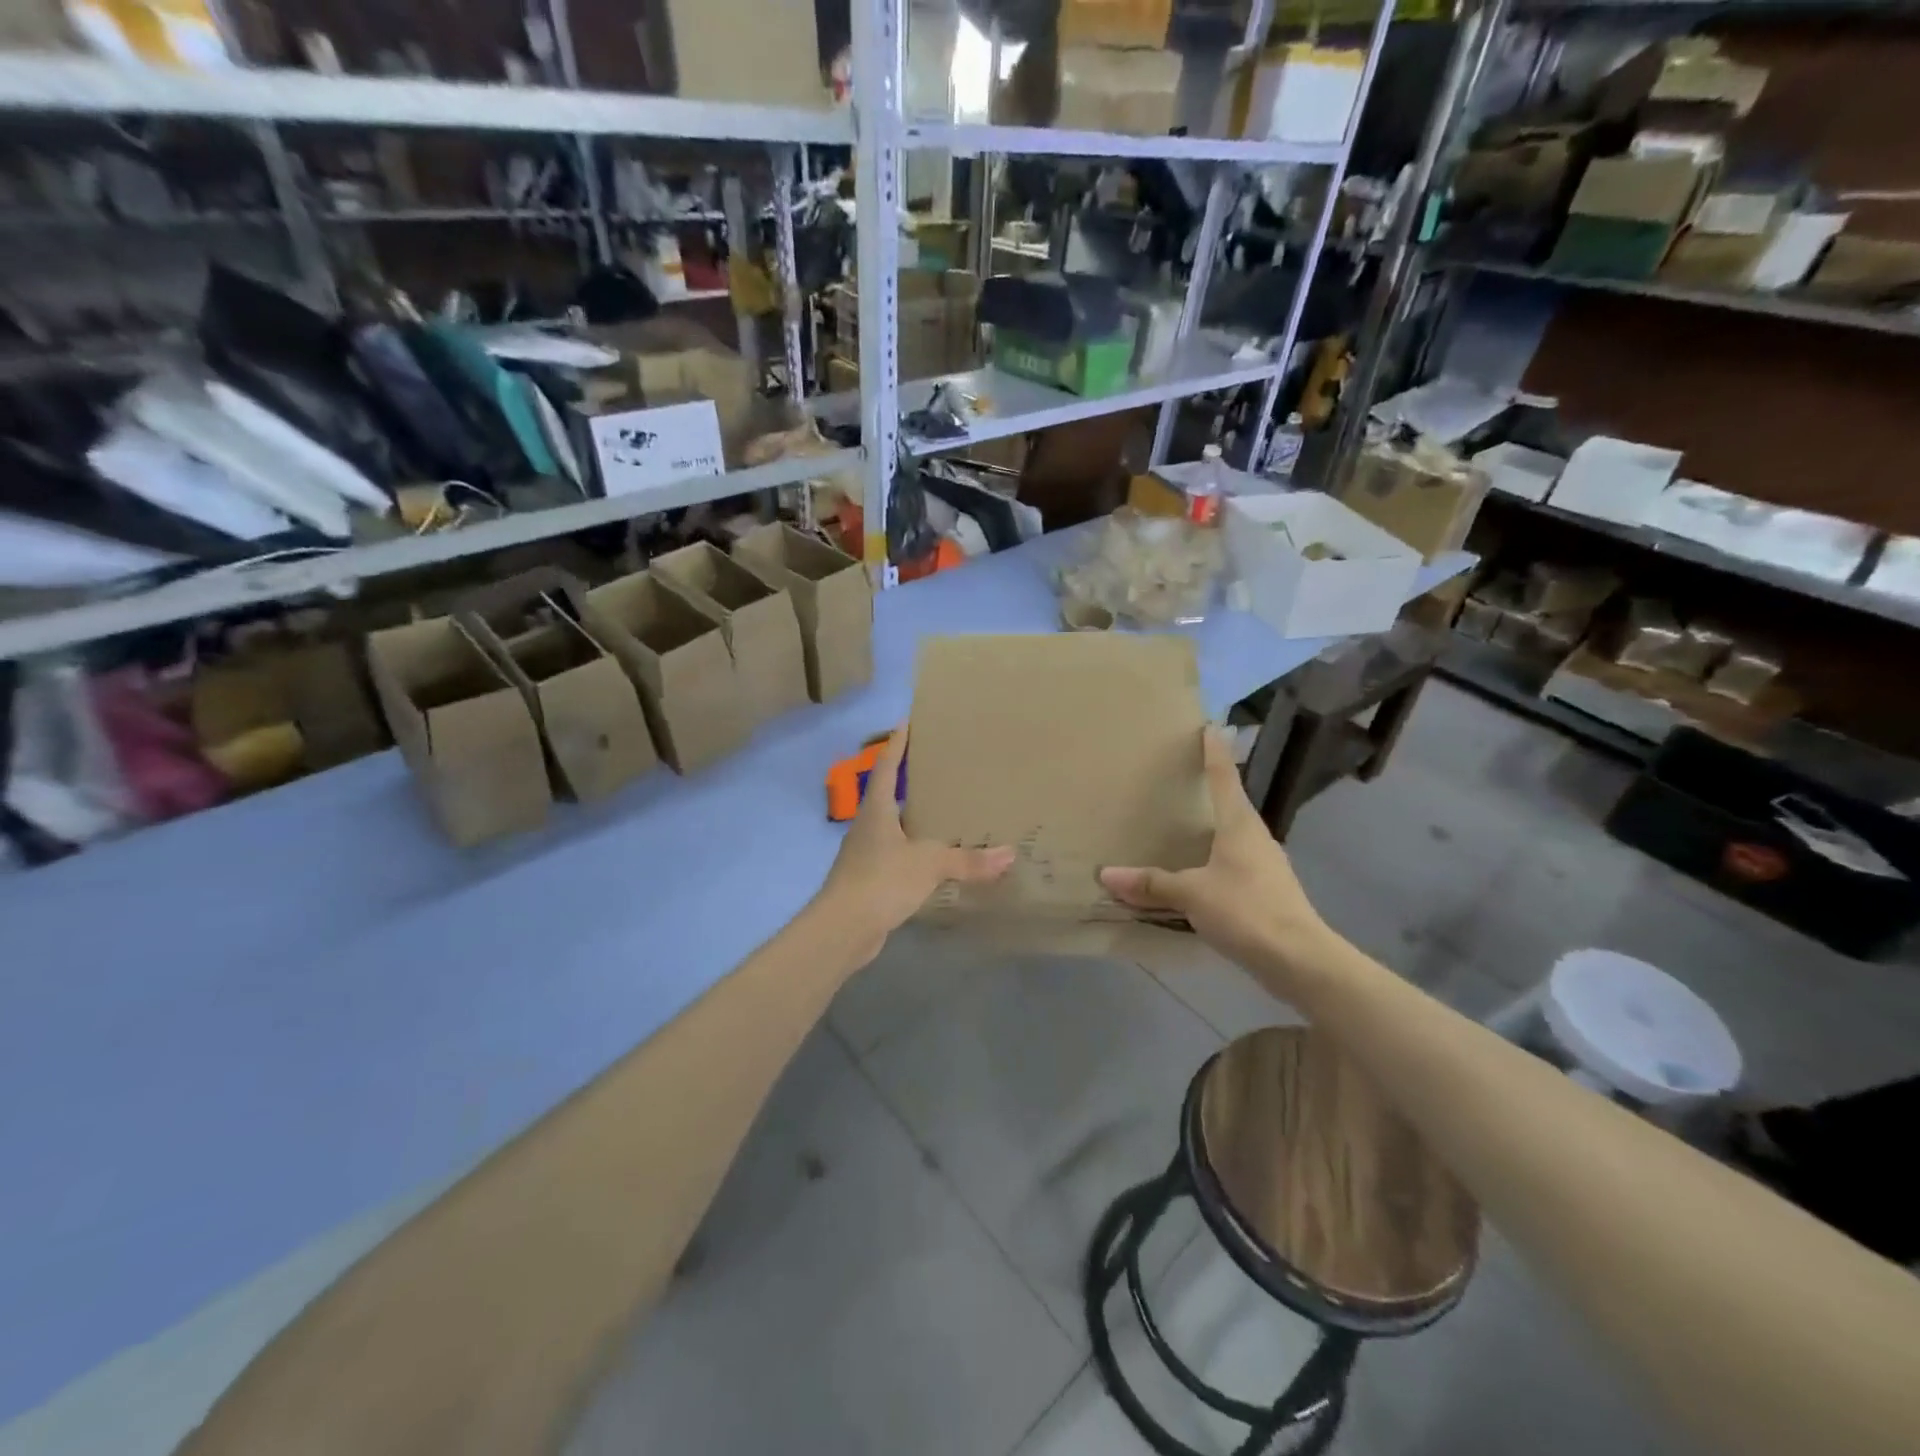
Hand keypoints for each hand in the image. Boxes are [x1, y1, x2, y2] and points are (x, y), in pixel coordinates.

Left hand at [816, 726, 1015, 966]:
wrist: (843, 928)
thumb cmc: (881, 880)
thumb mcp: (929, 864)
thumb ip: (968, 859)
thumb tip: (1009, 854)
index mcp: (877, 809)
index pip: (888, 766)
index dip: (897, 744)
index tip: (906, 721)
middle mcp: (867, 825)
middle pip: (888, 794)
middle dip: (909, 781)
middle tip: (938, 768)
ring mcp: (865, 853)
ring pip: (893, 827)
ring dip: (913, 819)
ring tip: (942, 812)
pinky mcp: (869, 879)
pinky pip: (896, 856)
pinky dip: (914, 852)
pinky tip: (932, 859)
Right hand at [1099, 728, 1332, 985]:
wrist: (1299, 960)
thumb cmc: (1246, 911)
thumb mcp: (1192, 894)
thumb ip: (1151, 884)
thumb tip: (1107, 874)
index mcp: (1239, 825)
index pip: (1224, 778)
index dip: (1214, 753)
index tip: (1209, 728)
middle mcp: (1255, 837)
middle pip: (1230, 804)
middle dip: (1208, 790)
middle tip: (1180, 778)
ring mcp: (1265, 865)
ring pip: (1232, 836)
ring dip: (1210, 829)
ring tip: (1181, 826)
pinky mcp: (1266, 892)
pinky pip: (1233, 865)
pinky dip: (1212, 861)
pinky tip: (1195, 873)